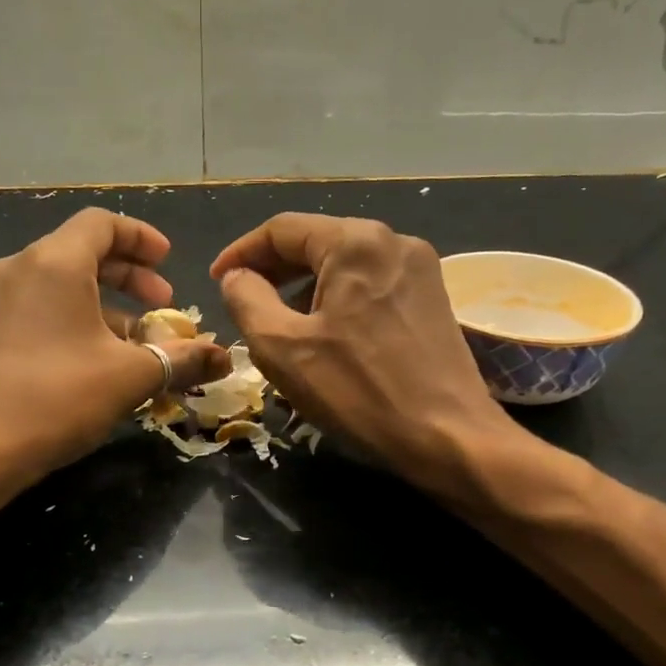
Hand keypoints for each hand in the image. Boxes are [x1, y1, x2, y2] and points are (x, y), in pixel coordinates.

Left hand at [0, 209, 228, 477]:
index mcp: (54, 262)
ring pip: (60, 282)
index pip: (102, 223)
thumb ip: (182, 358)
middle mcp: (18, 268)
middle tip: (162, 304)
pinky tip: (94, 360)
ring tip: (136, 341)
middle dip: (129, 274)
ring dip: (104, 302)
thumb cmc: (57, 398)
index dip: (142, 238)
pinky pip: (38, 307)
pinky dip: (73, 318)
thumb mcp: (131, 377)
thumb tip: (224, 357)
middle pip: (81, 250)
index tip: (169, 263)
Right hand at [211, 213, 515, 494]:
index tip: (216, 280)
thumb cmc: (358, 391)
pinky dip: (338, 301)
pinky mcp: (433, 299)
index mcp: (355, 241)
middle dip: (274, 270)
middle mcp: (393, 241)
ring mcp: (420, 269)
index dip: (241, 252)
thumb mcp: (282, 348)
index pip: (282, 229)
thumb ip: (247, 300)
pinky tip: (325, 335)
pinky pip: (371, 286)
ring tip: (280, 325)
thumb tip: (237, 277)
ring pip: (345, 266)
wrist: (448, 436)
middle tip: (243, 301)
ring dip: (305, 288)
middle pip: (317, 242)